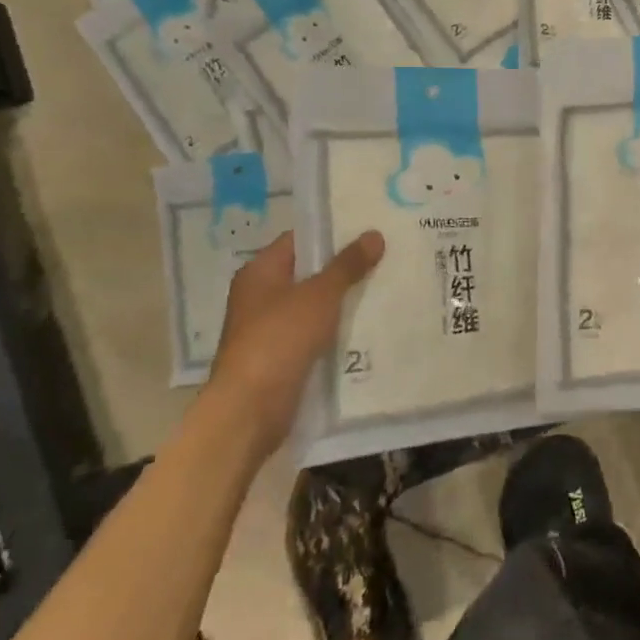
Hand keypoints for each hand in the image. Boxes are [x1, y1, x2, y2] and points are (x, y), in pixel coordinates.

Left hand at [202, 229, 383, 457]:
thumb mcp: (319, 295)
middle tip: (388, 258)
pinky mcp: (283, 357)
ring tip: (388, 288)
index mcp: (260, 272)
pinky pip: (317, 334)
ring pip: (316, 306)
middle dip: (346, 269)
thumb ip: (347, 265)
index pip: (300, 240)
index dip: (333, 233)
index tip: (370, 230)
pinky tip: (371, 327)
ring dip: (345, 301)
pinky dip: (339, 330)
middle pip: (309, 273)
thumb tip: (374, 234)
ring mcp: (271, 329)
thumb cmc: (279, 338)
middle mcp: (261, 296)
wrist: (251, 408)